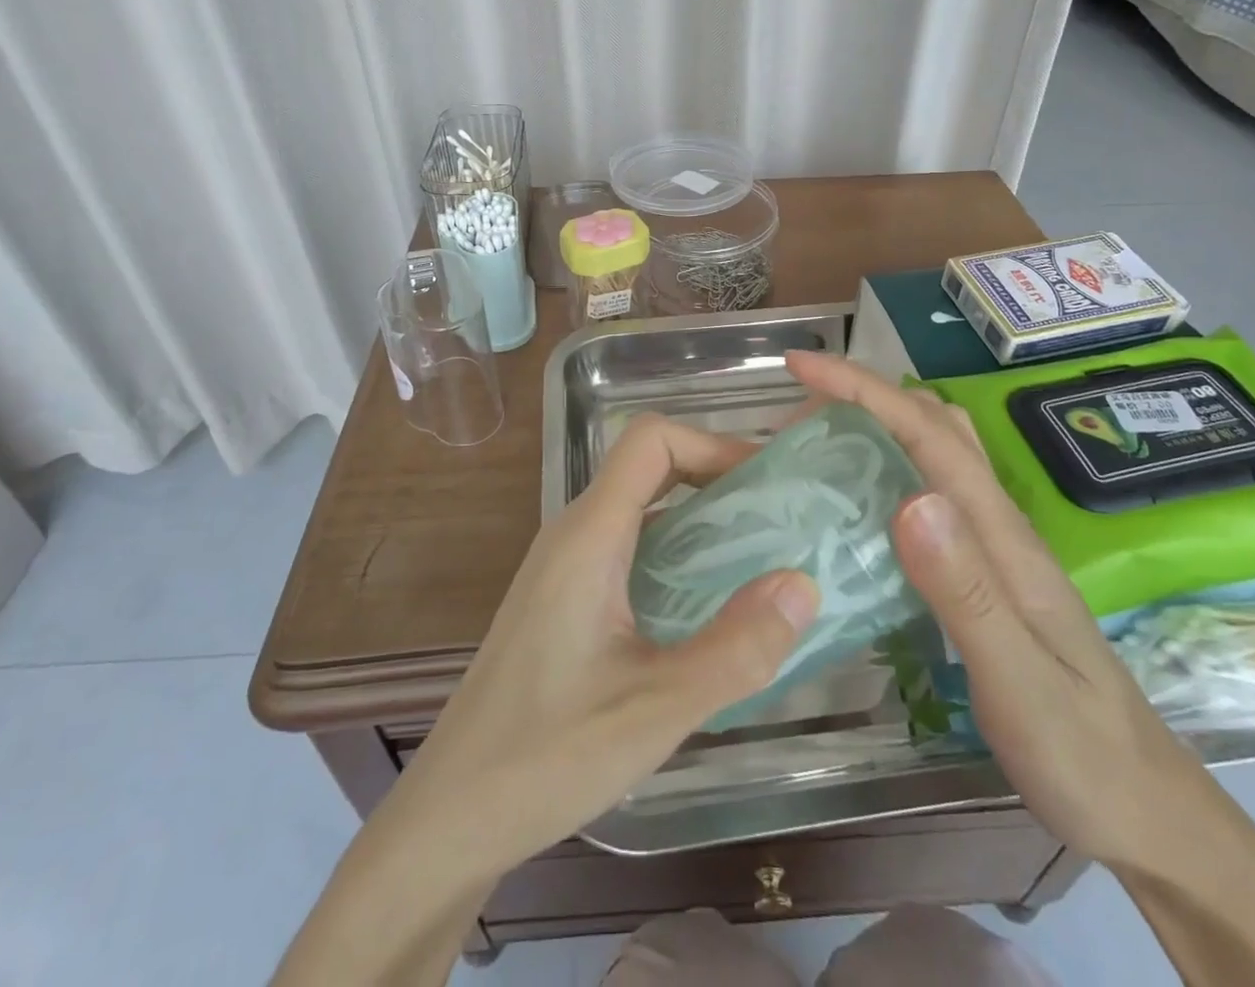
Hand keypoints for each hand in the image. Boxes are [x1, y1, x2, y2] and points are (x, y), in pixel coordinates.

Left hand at [384, 414, 819, 875]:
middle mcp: (573, 532)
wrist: (452, 815)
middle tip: (776, 519)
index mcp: (589, 535)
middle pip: (649, 465)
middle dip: (715, 476)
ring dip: (698, 516)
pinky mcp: (563, 596)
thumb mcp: (656, 709)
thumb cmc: (546, 757)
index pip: (650, 439)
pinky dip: (675, 550)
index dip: (712, 443)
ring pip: (639, 506)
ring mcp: (564, 564)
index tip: (765, 484)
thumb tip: (803, 584)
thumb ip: (736, 649)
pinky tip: (705, 604)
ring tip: (756, 557)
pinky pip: (628, 544)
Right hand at [785, 350, 1214, 873]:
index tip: (800, 366)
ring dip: (880, 422)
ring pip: (937, 450)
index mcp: (1001, 534)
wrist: (1147, 810)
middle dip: (864, 395)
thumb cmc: (1080, 754)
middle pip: (932, 423)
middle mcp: (998, 523)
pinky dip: (890, 467)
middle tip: (799, 413)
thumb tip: (910, 499)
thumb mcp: (1017, 681)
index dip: (860, 389)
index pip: (927, 432)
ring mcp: (994, 544)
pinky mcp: (985, 569)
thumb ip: (964, 591)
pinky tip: (860, 503)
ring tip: (822, 441)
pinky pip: (931, 490)